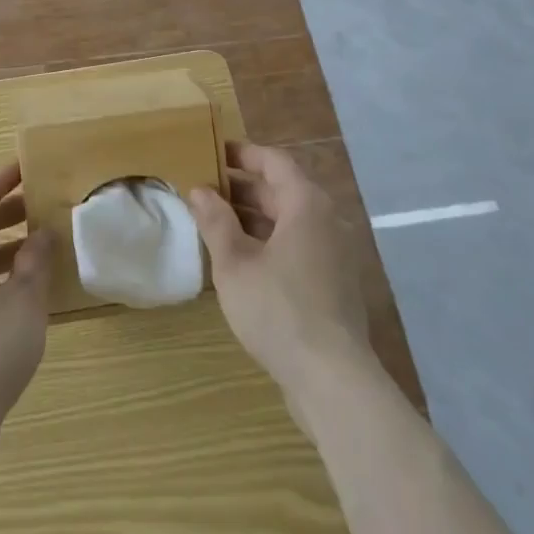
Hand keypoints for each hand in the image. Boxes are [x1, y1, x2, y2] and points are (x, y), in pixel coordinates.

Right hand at [188, 142, 375, 406]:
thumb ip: (216, 222)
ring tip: (214, 224)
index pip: (273, 161)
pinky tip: (241, 262)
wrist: (333, 380)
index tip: (212, 152)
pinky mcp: (333, 284)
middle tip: (204, 190)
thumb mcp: (235, 264)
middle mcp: (326, 221)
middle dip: (242, 188)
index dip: (242, 154)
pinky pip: (297, 247)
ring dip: (252, 218)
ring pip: (288, 222)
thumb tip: (199, 190)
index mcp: (306, 204)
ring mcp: (333, 254)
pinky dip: (269, 243)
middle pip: (281, 191)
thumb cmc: (279, 309)